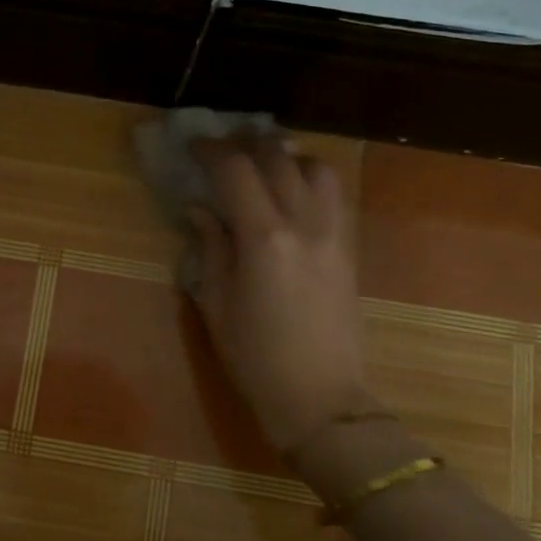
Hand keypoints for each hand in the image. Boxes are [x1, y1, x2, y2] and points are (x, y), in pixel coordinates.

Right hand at [187, 138, 369, 455]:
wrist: (319, 397)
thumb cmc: (254, 357)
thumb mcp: (216, 303)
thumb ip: (210, 247)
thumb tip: (200, 209)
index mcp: (264, 238)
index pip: (236, 170)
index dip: (211, 150)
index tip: (192, 147)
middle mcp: (304, 224)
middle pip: (278, 158)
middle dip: (247, 144)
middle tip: (223, 149)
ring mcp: (333, 234)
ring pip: (316, 168)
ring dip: (286, 156)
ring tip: (263, 166)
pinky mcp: (349, 248)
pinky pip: (332, 195)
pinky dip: (308, 179)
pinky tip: (289, 195)